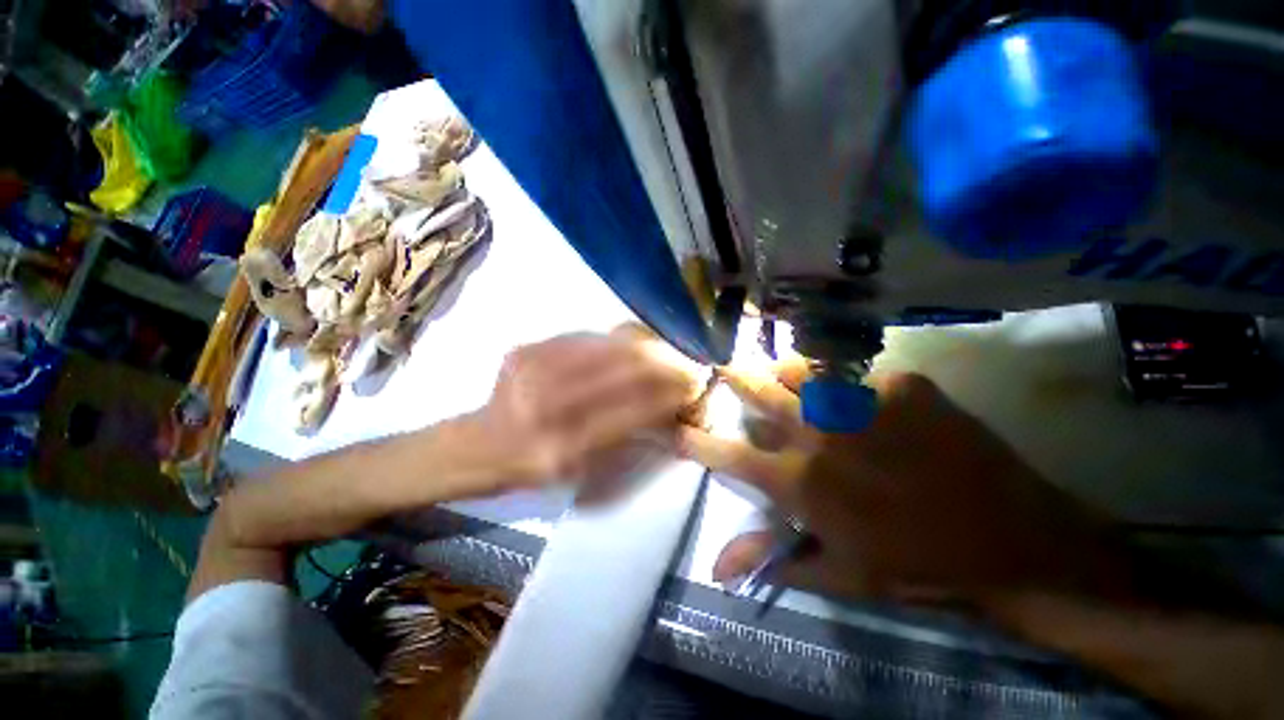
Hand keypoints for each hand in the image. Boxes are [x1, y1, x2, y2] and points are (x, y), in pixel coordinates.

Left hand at [477, 332, 701, 488]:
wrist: (481, 444)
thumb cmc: (535, 467)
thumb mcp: (582, 471)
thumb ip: (626, 437)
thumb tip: (669, 409)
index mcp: (563, 449)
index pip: (634, 411)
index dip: (669, 395)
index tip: (694, 386)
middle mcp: (547, 405)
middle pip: (624, 369)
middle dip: (665, 364)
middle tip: (686, 363)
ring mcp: (533, 370)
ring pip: (608, 346)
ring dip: (645, 347)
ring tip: (665, 351)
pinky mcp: (526, 348)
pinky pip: (584, 336)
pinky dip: (614, 340)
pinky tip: (630, 344)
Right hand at [681, 361, 1130, 605]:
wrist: (1011, 538)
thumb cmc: (916, 565)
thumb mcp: (839, 574)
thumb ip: (772, 559)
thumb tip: (715, 569)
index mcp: (801, 481)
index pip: (729, 455)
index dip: (697, 442)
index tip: (677, 430)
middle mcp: (820, 433)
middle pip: (758, 391)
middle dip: (732, 377)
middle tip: (721, 365)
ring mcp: (861, 401)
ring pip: (799, 370)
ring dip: (782, 374)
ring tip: (781, 376)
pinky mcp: (901, 383)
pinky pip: (853, 372)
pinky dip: (841, 381)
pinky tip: (853, 394)